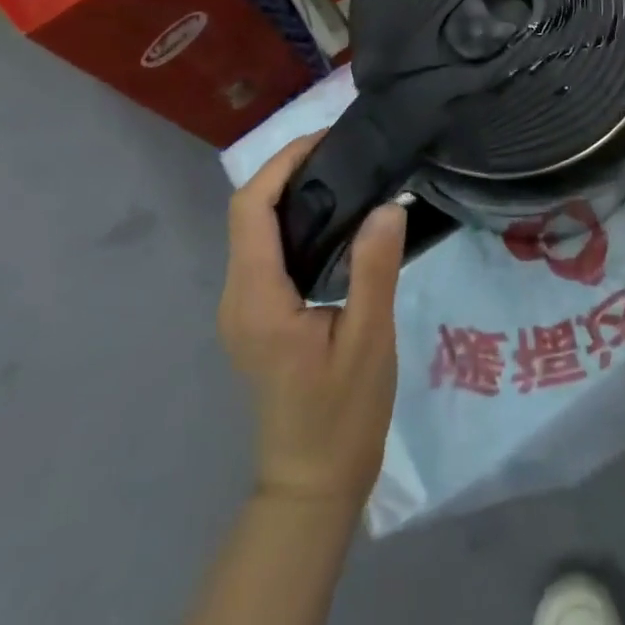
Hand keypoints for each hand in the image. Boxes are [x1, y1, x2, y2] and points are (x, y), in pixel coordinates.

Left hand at [220, 133, 407, 505]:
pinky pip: (269, 252)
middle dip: (290, 171)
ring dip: (294, 194)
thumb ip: (373, 269)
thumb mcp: (368, 339)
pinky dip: (297, 222)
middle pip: (250, 213)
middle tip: (348, 151)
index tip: (329, 139)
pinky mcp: (260, 316)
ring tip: (350, 174)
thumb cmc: (341, 415)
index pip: (251, 210)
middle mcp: (238, 296)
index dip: (282, 164)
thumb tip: (386, 204)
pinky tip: (340, 221)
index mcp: (256, 298)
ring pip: (257, 231)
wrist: (313, 484)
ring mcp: (245, 308)